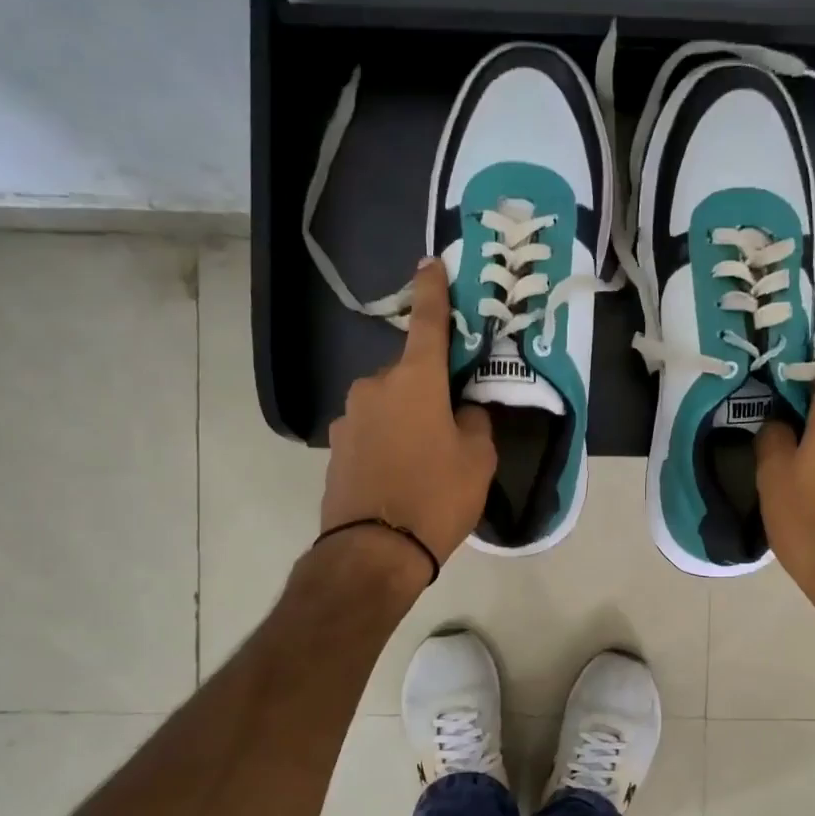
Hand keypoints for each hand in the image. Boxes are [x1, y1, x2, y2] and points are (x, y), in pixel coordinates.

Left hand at [322, 258, 495, 570]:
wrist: (373, 552)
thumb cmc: (436, 497)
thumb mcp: (478, 460)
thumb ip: (475, 423)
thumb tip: (463, 412)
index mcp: (415, 380)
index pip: (428, 323)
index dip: (433, 291)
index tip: (430, 263)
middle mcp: (374, 388)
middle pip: (409, 376)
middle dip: (429, 392)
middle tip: (451, 428)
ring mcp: (349, 418)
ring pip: (389, 407)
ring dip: (407, 421)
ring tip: (425, 464)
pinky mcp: (336, 449)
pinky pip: (372, 433)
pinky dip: (388, 444)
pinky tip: (401, 478)